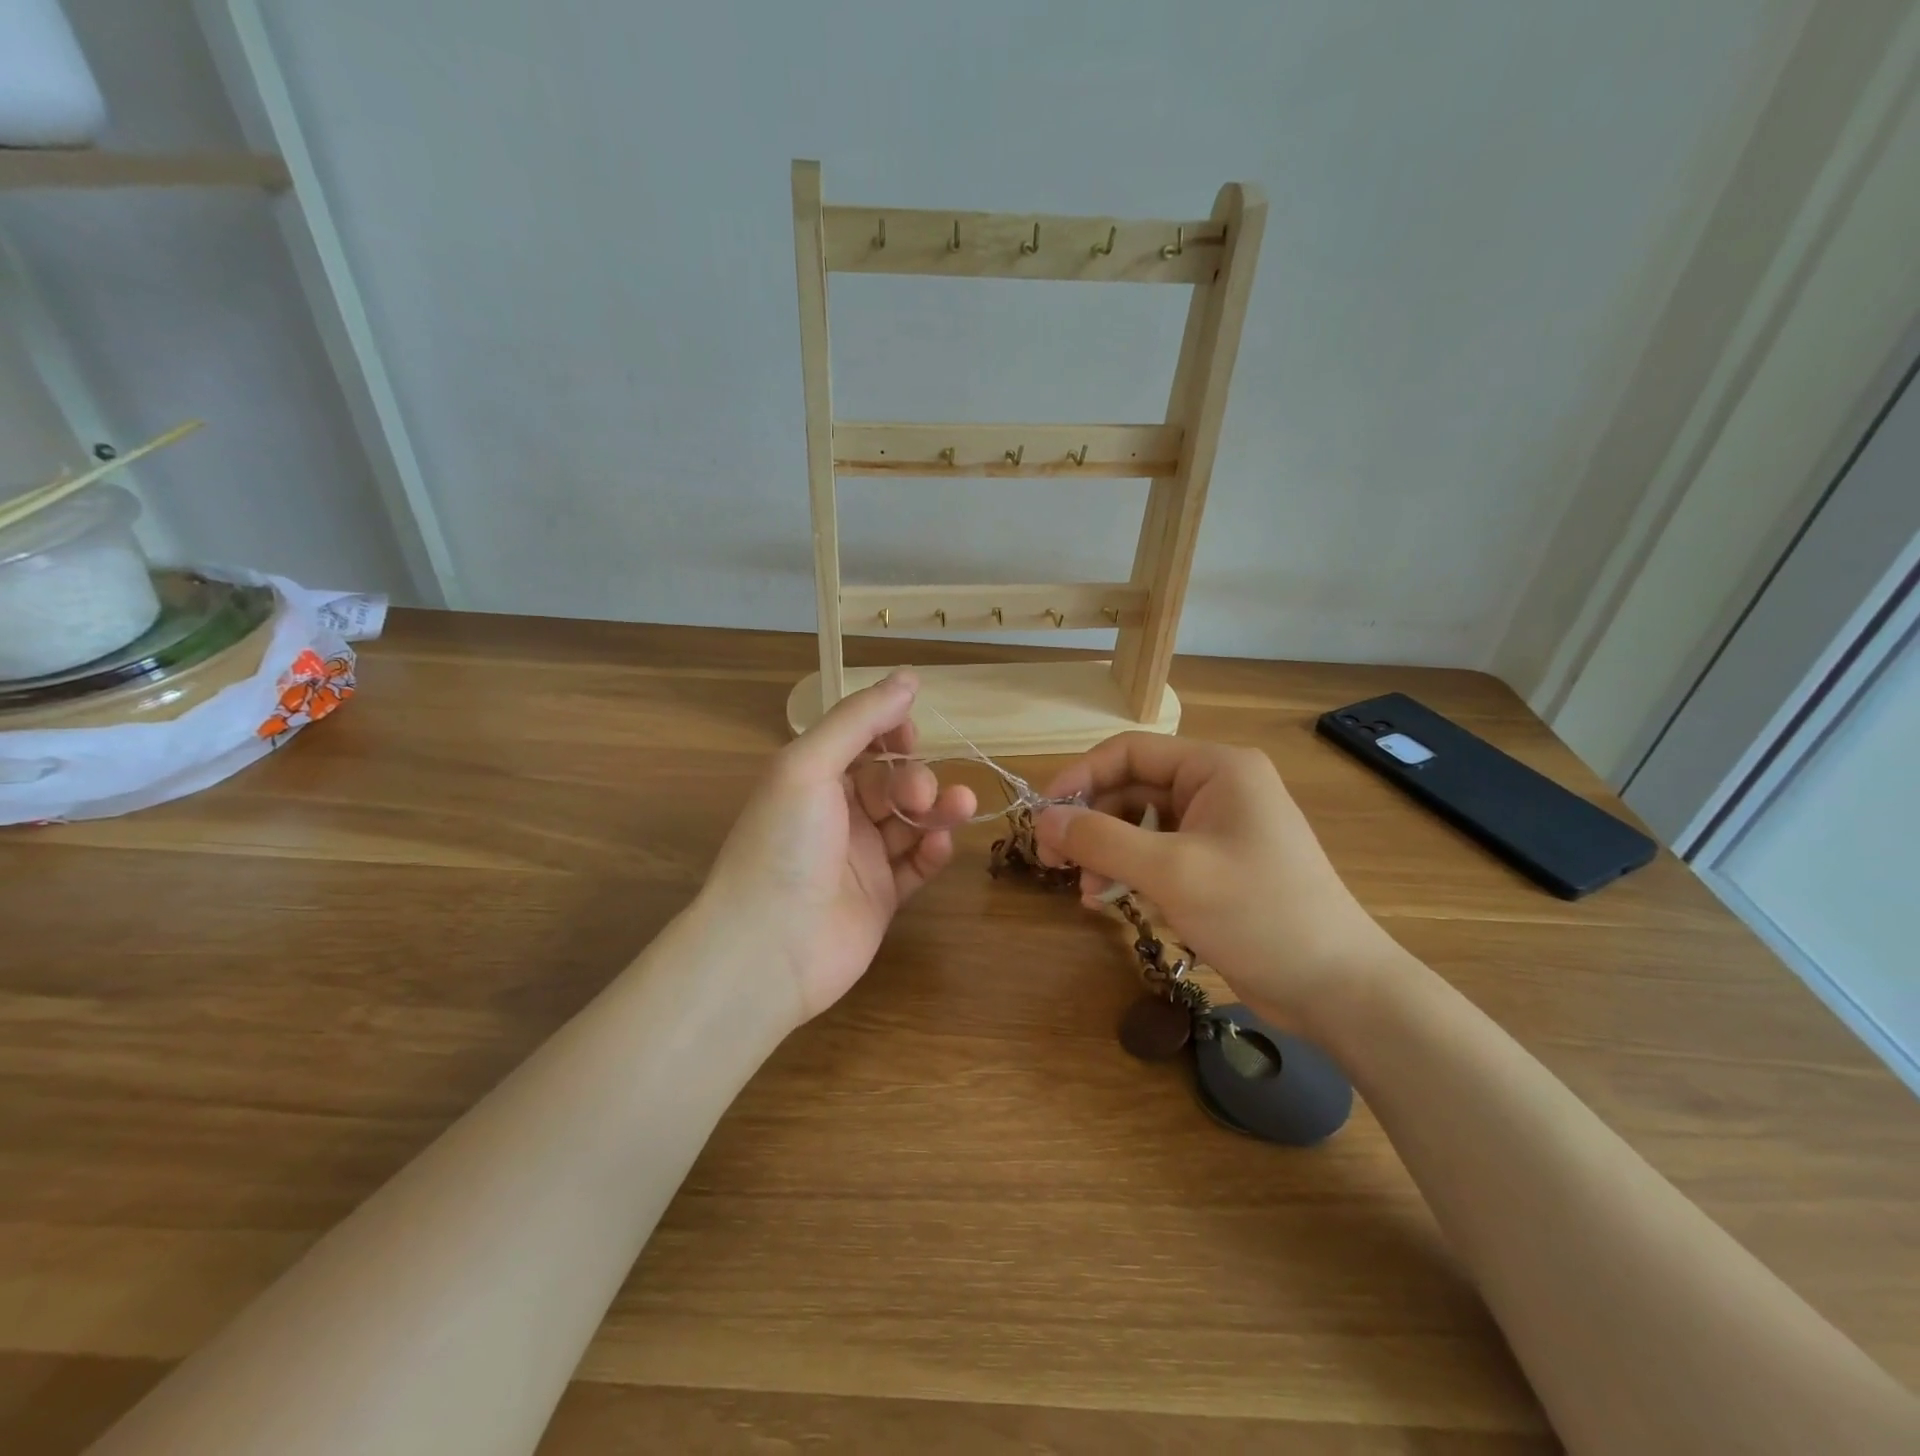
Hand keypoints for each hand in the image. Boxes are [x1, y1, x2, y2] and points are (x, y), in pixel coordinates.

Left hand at [701, 672, 976, 1021]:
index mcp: (812, 779)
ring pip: (910, 823)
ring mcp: (859, 859)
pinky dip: (932, 852)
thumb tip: (909, 677)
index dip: (890, 734)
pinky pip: (915, 867)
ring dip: (937, 810)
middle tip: (918, 795)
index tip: (910, 736)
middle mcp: (835, 815)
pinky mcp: (880, 898)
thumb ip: (859, 720)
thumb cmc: (784, 844)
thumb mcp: (810, 765)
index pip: (861, 743)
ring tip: (959, 807)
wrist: (769, 948)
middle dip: (914, 779)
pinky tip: (940, 846)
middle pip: (891, 782)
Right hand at [1036, 734, 1400, 1029]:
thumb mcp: (1172, 872)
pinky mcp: (1216, 865)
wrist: (1336, 987)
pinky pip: (1158, 854)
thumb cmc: (1258, 913)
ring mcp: (1217, 828)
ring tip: (1087, 892)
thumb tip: (1043, 820)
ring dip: (1107, 853)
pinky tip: (1110, 901)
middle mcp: (1216, 787)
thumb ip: (1101, 840)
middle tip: (1053, 861)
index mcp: (1216, 768)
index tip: (1040, 815)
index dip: (1079, 777)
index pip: (1130, 752)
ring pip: (1140, 825)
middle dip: (1090, 823)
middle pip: (1131, 789)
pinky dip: (1130, 873)